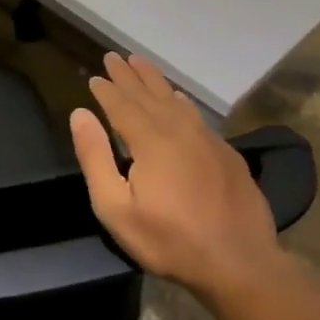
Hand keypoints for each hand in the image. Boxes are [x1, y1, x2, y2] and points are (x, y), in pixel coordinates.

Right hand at [70, 53, 279, 305]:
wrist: (239, 263)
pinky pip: (196, 115)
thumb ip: (95, 157)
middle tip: (114, 56)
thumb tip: (80, 114)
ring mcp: (207, 140)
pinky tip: (179, 98)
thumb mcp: (116, 208)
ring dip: (155, 80)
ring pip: (175, 100)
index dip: (106, 90)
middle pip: (148, 94)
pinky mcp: (226, 154)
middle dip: (128, 75)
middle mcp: (179, 130)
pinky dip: (181, 100)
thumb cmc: (169, 240)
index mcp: (150, 140)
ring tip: (141, 63)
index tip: (94, 75)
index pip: (122, 104)